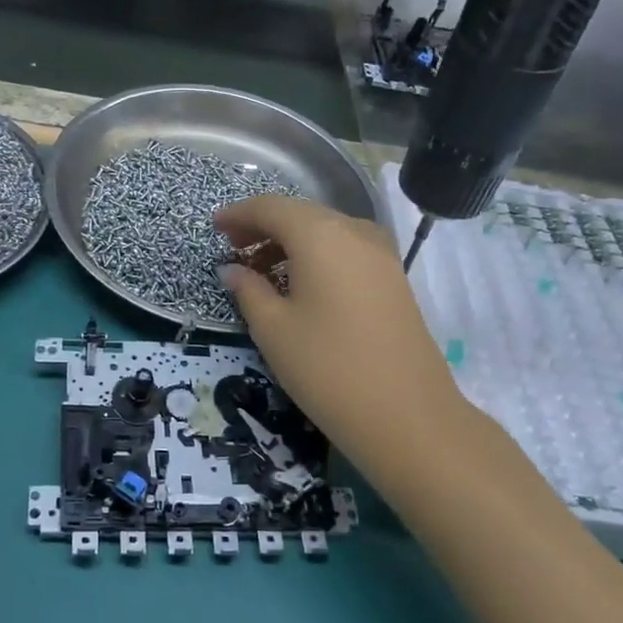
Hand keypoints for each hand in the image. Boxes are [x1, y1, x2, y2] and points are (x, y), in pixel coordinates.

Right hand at [216, 195, 469, 485]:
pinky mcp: (394, 278)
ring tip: (262, 271)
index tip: (214, 229)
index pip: (271, 207)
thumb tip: (233, 270)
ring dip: (291, 243)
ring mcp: (381, 254)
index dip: (239, 214)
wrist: (408, 415)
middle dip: (264, 227)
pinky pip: (346, 250)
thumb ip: (248, 290)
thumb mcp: (273, 329)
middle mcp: (354, 231)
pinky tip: (302, 285)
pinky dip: (317, 256)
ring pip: (326, 232)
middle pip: (300, 215)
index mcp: (320, 234)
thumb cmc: (327, 368)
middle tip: (234, 250)